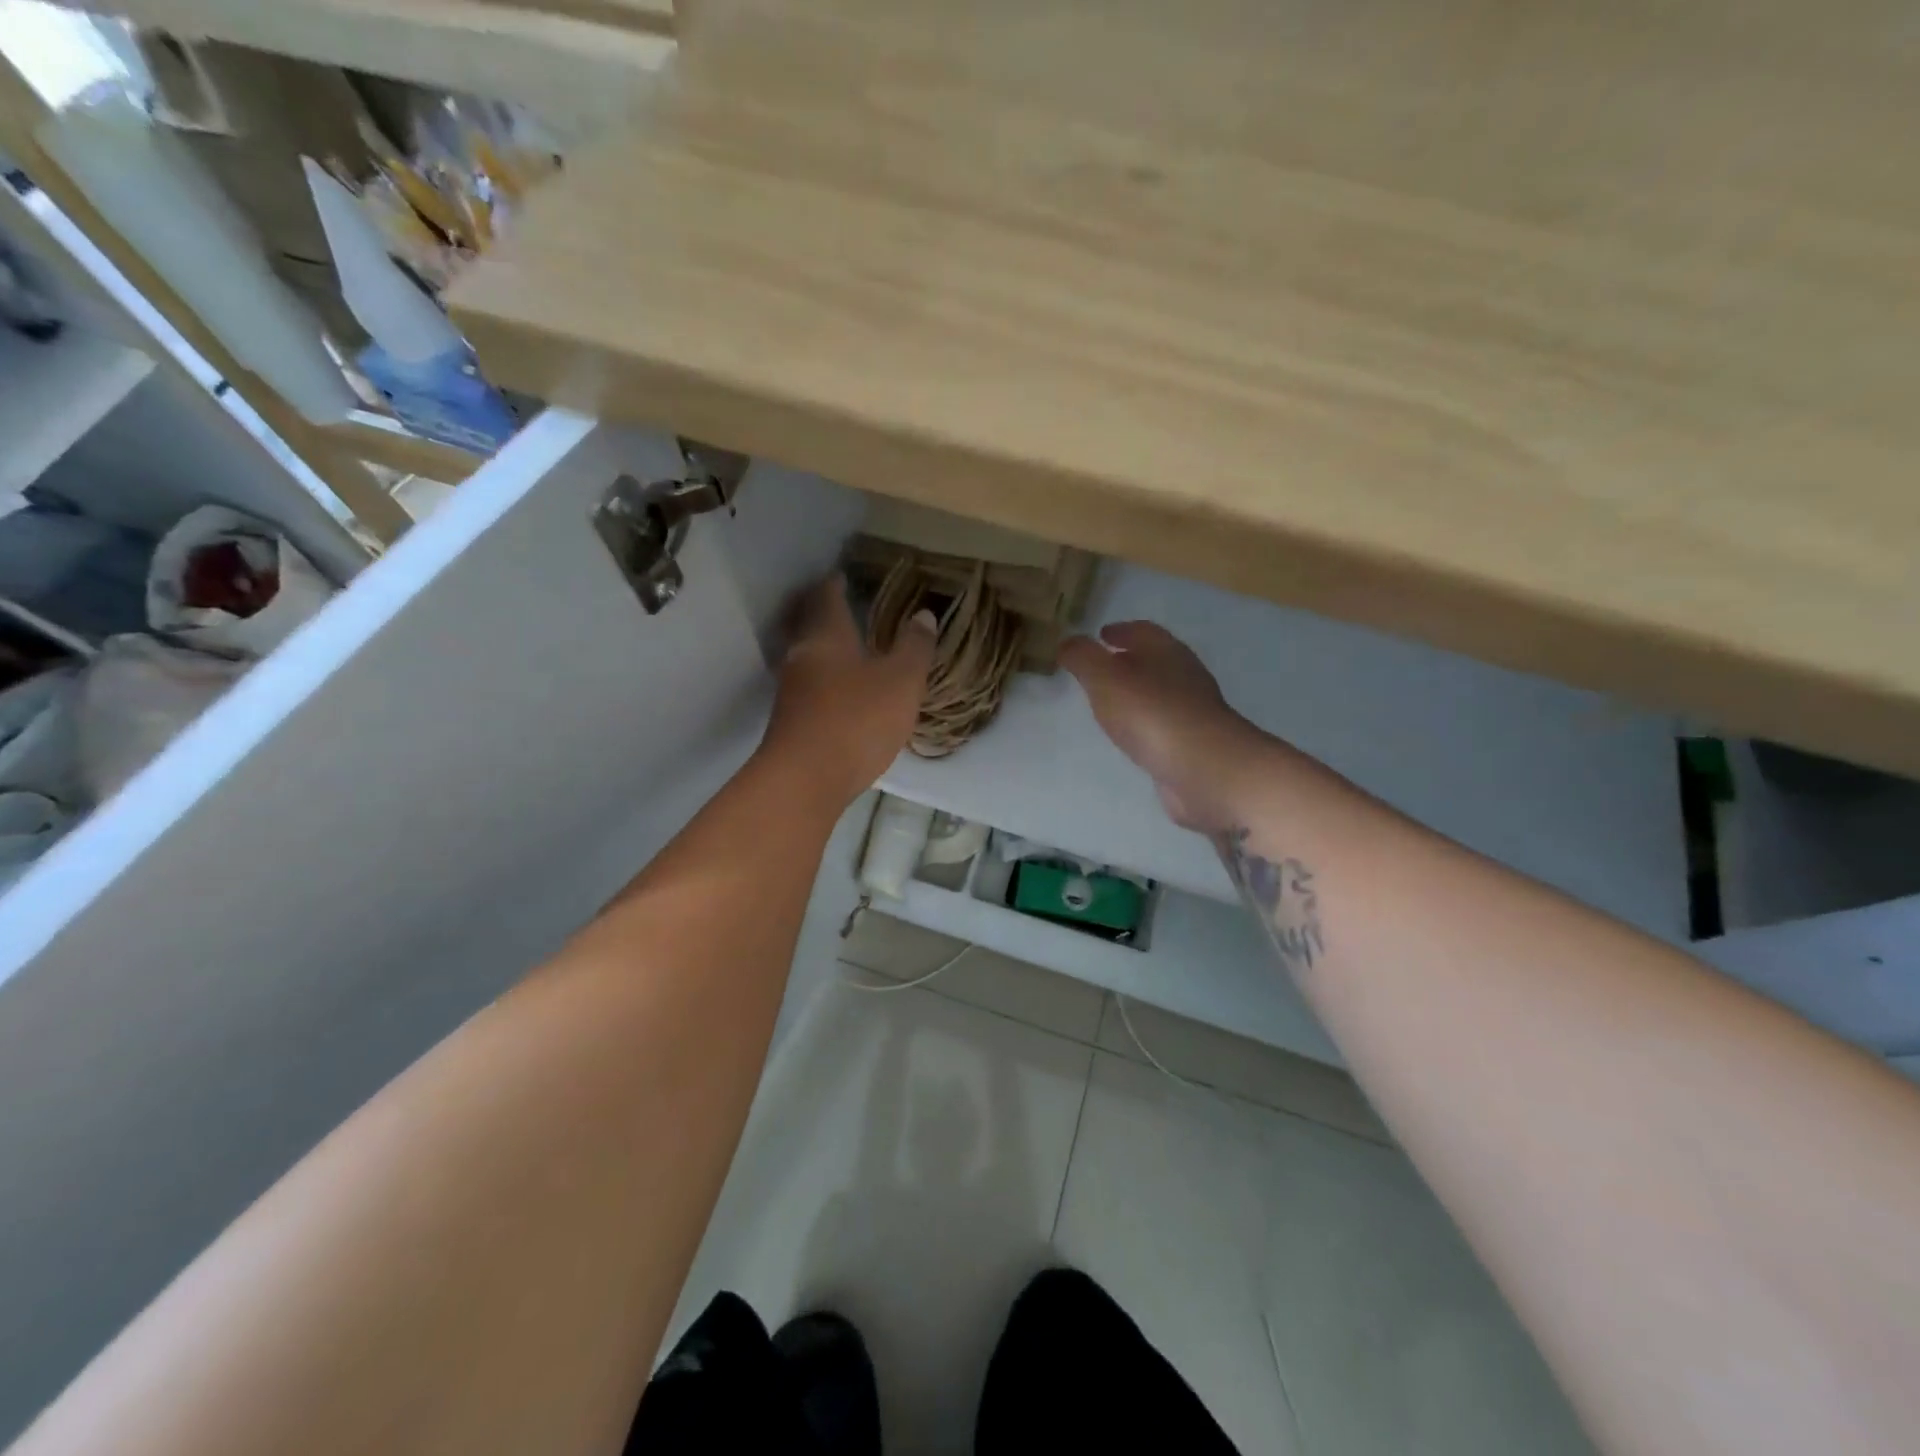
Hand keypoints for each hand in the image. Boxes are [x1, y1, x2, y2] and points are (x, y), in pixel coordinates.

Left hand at [763, 574, 936, 806]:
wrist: (804, 780)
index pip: (826, 596)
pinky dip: (825, 680)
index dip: (836, 583)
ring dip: (825, 649)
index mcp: (827, 635)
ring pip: (808, 657)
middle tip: (846, 607)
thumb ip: (914, 647)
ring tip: (850, 650)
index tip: (844, 575)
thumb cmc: (856, 719)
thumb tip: (923, 615)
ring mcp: (791, 690)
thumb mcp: (901, 681)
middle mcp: (802, 655)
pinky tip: (842, 694)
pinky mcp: (790, 721)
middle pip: (809, 624)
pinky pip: (809, 687)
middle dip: (825, 613)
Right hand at [1060, 621, 1267, 830]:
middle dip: (1129, 660)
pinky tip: (1132, 735)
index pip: (1142, 631)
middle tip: (1101, 668)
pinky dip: (1147, 722)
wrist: (1203, 769)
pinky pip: (1164, 724)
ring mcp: (1193, 711)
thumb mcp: (1104, 678)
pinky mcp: (1194, 743)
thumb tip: (1067, 641)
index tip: (1100, 634)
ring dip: (1138, 693)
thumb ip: (1083, 658)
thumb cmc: (1151, 714)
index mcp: (1166, 651)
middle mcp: (1184, 675)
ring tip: (1111, 702)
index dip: (1120, 630)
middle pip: (1155, 660)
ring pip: (1160, 692)